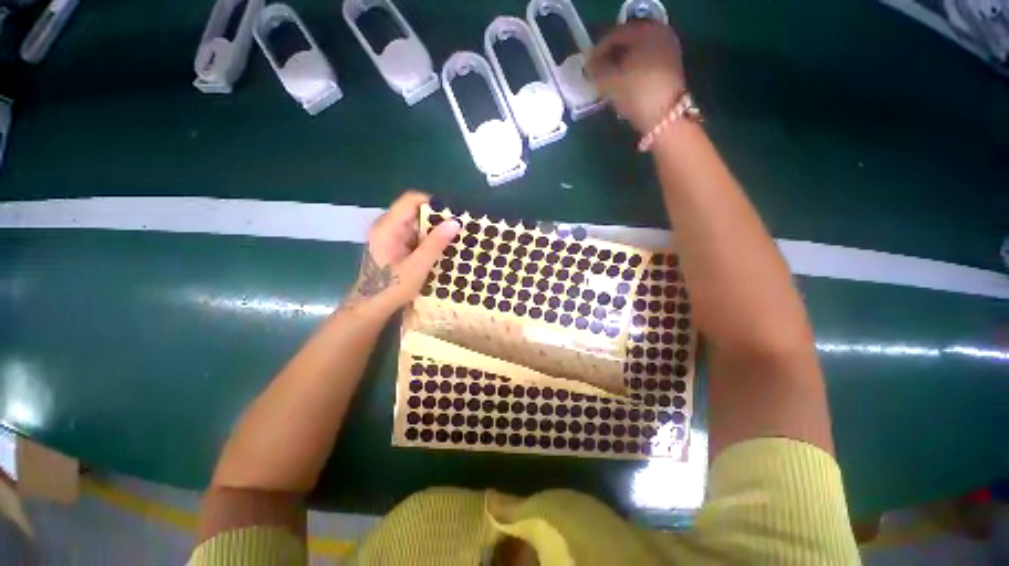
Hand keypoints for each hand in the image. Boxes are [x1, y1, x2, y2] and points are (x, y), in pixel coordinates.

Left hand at [348, 191, 459, 316]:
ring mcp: (391, 237)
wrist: (371, 307)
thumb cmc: (392, 288)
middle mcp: (388, 227)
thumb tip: (455, 222)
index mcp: (388, 227)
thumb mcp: (418, 266)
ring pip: (417, 225)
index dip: (433, 203)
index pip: (411, 200)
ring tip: (454, 240)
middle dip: (437, 220)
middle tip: (458, 230)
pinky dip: (429, 241)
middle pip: (415, 212)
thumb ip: (435, 243)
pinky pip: (415, 237)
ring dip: (435, 232)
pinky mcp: (395, 246)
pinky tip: (442, 251)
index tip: (453, 215)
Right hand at [587, 21, 686, 133]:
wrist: (664, 116)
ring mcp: (669, 51)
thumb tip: (589, 67)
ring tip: (608, 82)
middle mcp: (660, 34)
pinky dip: (632, 71)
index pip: (615, 35)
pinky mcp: (671, 68)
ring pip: (637, 54)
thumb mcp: (610, 81)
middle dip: (610, 58)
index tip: (587, 68)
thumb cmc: (636, 93)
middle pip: (628, 42)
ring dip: (621, 66)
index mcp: (646, 31)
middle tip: (596, 74)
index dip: (598, 51)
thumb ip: (596, 70)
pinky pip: (646, 63)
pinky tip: (623, 85)